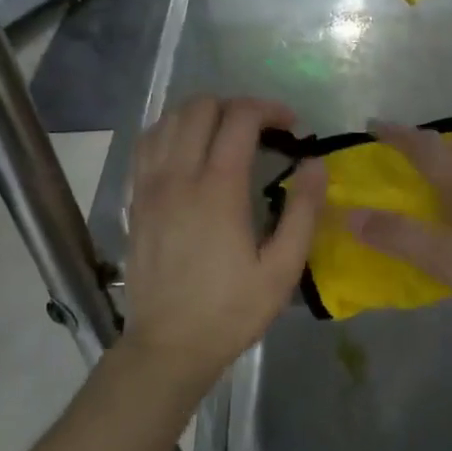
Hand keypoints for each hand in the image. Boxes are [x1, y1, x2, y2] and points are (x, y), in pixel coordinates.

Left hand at [121, 97, 325, 388]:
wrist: (169, 345)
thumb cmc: (232, 310)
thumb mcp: (283, 269)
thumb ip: (304, 211)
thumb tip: (315, 163)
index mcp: (218, 189)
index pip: (240, 118)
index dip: (270, 110)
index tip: (292, 127)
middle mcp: (178, 176)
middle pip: (200, 107)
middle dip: (237, 106)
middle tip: (263, 130)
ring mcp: (150, 186)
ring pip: (169, 119)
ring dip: (203, 114)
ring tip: (227, 136)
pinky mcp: (136, 201)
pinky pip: (147, 144)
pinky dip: (172, 132)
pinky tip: (189, 150)